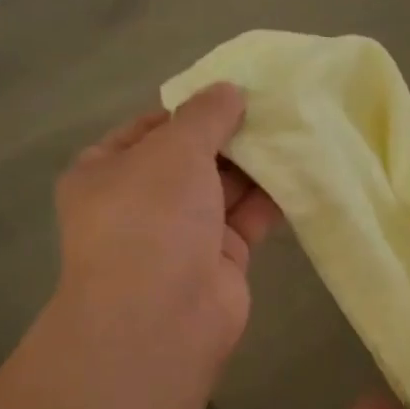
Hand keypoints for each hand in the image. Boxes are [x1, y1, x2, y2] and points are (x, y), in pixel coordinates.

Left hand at [54, 84, 280, 374]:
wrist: (160, 318)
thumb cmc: (150, 218)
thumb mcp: (173, 149)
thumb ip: (204, 115)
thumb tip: (229, 89)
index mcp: (106, 171)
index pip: (151, 127)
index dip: (191, 107)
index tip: (234, 90)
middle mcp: (141, 201)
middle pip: (192, 157)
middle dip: (230, 134)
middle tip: (276, 105)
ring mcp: (181, 233)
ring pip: (223, 187)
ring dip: (255, 163)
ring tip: (297, 128)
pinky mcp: (219, 259)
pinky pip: (247, 218)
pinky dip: (271, 197)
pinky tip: (302, 169)